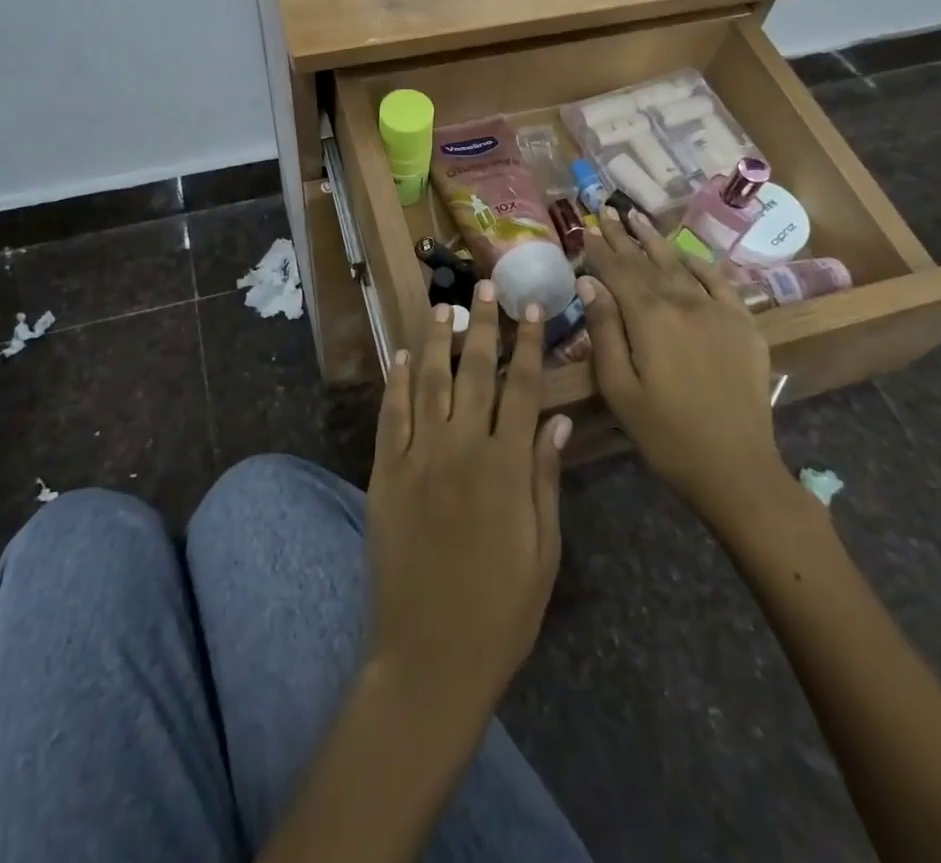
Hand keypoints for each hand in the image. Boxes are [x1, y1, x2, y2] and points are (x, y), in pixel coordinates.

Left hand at [366, 282, 570, 729]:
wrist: (429, 656)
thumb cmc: (500, 611)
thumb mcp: (543, 552)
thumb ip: (546, 480)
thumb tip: (556, 421)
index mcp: (506, 467)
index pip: (522, 388)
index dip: (528, 344)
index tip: (531, 307)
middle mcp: (461, 449)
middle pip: (474, 372)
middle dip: (481, 324)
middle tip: (483, 285)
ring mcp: (418, 458)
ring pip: (427, 381)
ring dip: (435, 339)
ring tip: (441, 304)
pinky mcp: (384, 473)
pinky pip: (390, 415)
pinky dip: (394, 381)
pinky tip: (398, 354)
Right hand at [578, 207, 788, 522]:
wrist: (736, 466)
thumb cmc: (665, 433)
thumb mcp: (619, 388)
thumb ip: (604, 331)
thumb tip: (589, 283)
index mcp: (649, 317)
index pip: (618, 272)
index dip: (600, 249)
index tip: (586, 226)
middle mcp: (683, 302)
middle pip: (647, 262)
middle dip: (624, 236)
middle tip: (606, 210)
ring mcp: (718, 311)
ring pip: (680, 265)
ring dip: (656, 241)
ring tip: (637, 217)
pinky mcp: (744, 325)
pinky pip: (719, 283)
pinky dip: (700, 265)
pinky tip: (686, 255)